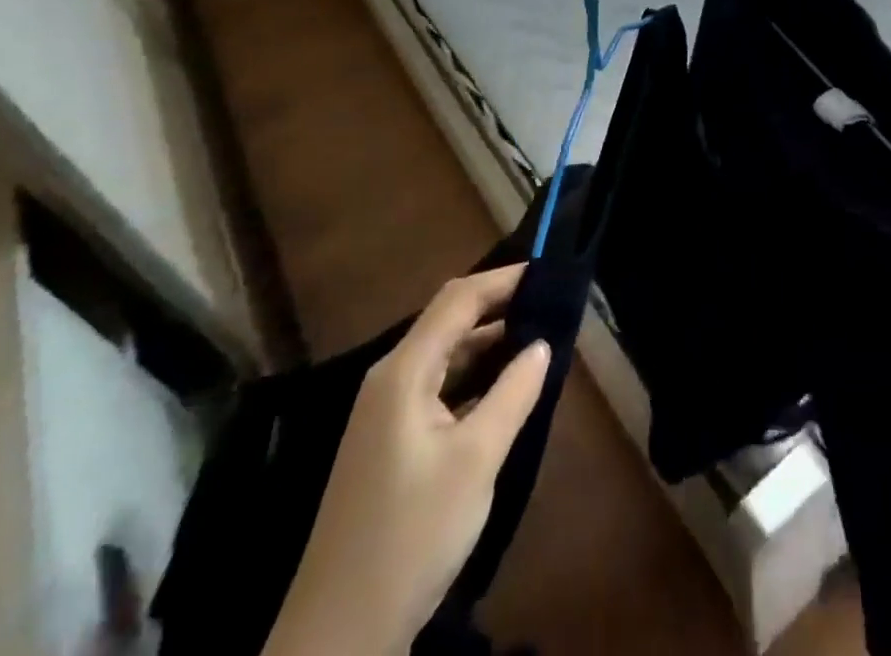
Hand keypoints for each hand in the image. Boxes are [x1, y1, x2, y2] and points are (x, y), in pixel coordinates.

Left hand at [264, 265, 551, 655]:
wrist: (338, 637)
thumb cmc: (411, 536)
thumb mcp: (476, 461)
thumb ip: (513, 393)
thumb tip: (543, 343)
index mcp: (403, 372)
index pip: (458, 300)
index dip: (503, 279)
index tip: (549, 272)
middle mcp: (390, 380)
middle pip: (449, 322)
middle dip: (500, 306)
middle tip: (552, 302)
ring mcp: (386, 413)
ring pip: (445, 356)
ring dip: (490, 343)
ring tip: (540, 336)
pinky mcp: (390, 443)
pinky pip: (439, 387)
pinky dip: (475, 376)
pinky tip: (506, 386)